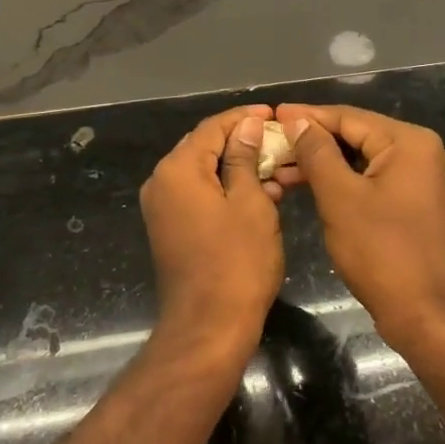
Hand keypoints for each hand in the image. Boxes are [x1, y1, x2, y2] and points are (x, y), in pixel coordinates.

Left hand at [139, 105, 284, 357]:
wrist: (208, 328)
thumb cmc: (236, 262)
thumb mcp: (251, 203)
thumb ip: (245, 158)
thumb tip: (247, 125)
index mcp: (177, 169)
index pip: (212, 128)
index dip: (244, 118)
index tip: (275, 115)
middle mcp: (162, 182)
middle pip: (205, 148)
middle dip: (244, 142)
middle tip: (282, 141)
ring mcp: (164, 207)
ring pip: (206, 173)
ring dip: (241, 168)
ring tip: (282, 168)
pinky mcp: (171, 228)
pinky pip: (201, 196)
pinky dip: (229, 191)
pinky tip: (264, 194)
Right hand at [275, 103, 444, 349]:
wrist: (431, 316)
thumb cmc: (383, 252)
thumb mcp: (340, 197)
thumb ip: (317, 152)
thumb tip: (297, 121)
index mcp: (408, 142)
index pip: (348, 117)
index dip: (306, 116)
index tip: (271, 114)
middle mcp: (419, 153)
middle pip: (355, 136)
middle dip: (311, 141)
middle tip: (270, 144)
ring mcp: (418, 180)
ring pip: (360, 160)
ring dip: (321, 164)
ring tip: (279, 170)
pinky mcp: (412, 205)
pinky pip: (370, 181)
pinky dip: (340, 183)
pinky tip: (308, 188)